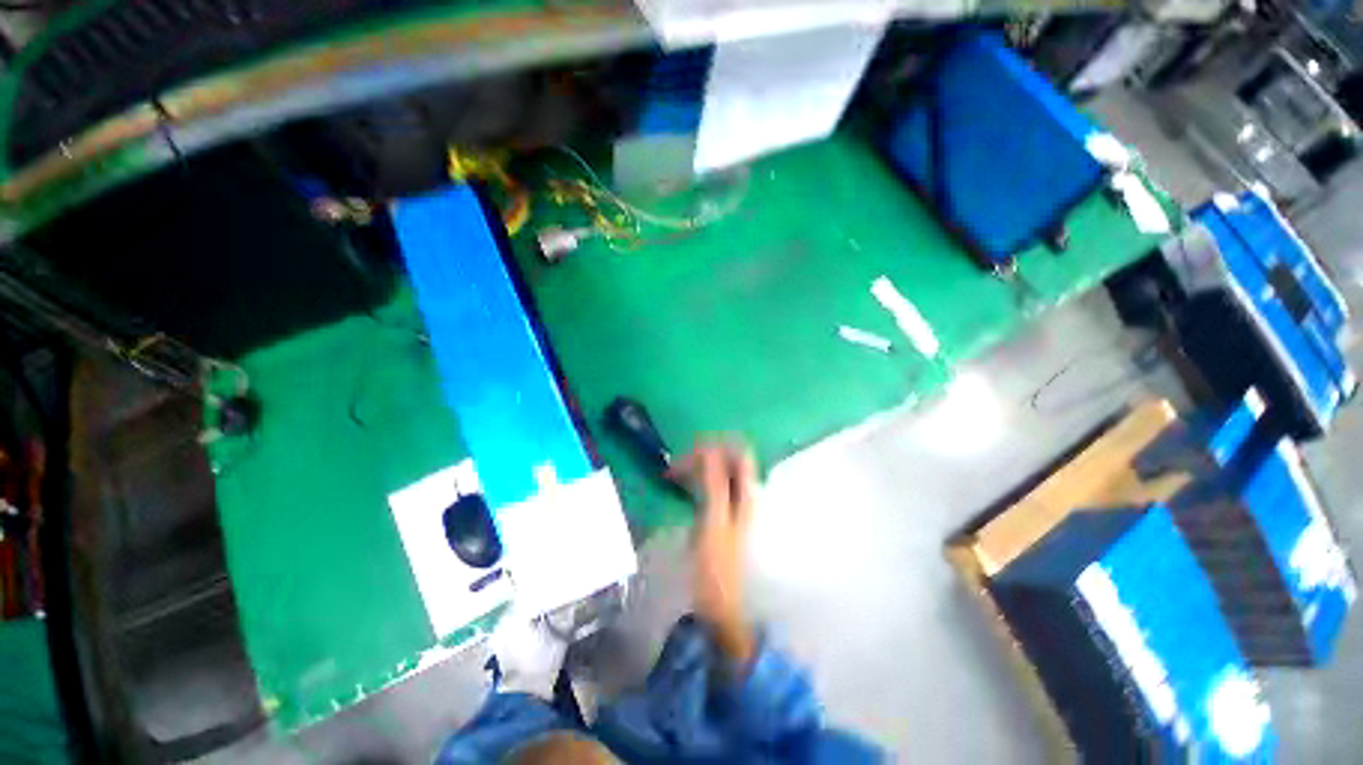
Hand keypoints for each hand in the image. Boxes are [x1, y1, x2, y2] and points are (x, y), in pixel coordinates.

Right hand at [668, 442, 757, 665]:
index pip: (740, 453)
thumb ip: (715, 484)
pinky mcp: (720, 512)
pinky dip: (695, 479)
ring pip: (717, 471)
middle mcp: (744, 494)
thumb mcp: (715, 522)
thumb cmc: (718, 567)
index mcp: (747, 494)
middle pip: (728, 459)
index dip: (718, 445)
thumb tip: (709, 449)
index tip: (690, 450)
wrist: (721, 606)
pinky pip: (709, 484)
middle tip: (676, 466)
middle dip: (703, 455)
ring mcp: (733, 504)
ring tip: (673, 475)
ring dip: (696, 467)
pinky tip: (680, 486)